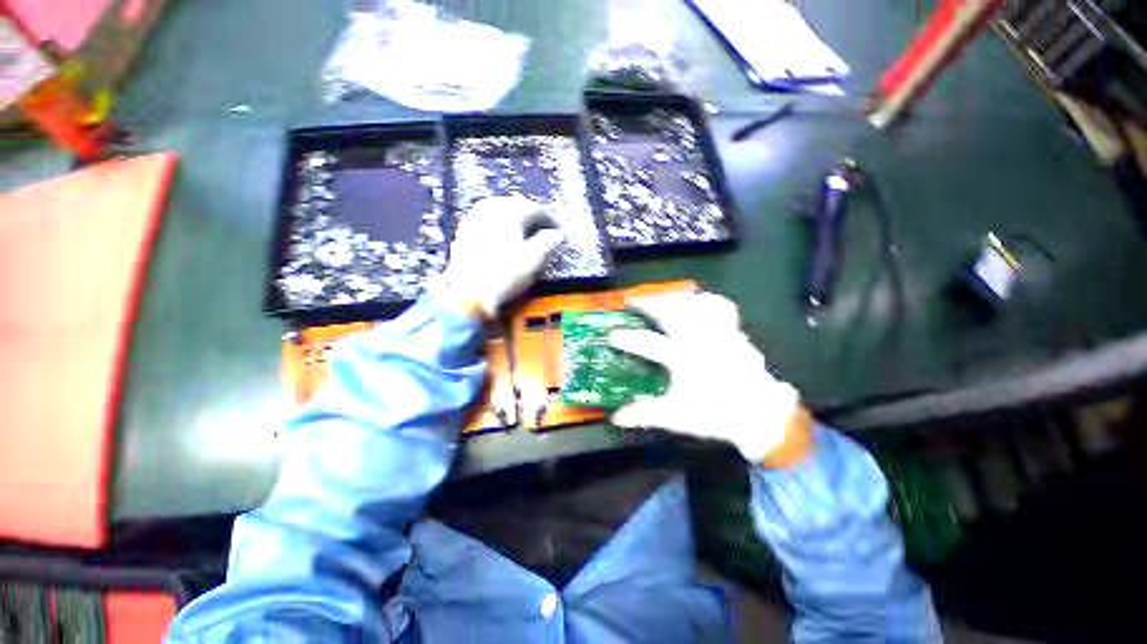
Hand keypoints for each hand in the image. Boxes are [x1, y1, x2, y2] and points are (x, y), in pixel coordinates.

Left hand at [433, 196, 563, 318]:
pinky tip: (501, 236)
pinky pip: (485, 219)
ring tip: (523, 232)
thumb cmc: (506, 275)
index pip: (535, 209)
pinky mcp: (463, 231)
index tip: (558, 232)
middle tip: (542, 229)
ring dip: (513, 217)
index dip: (550, 220)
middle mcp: (490, 209)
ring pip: (498, 210)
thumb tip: (558, 234)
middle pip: (515, 205)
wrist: (469, 294)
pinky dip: (498, 224)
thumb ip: (549, 242)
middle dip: (531, 215)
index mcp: (509, 212)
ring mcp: (473, 219)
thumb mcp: (534, 260)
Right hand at [609, 292, 810, 465]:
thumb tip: (617, 417)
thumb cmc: (715, 414)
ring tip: (660, 297)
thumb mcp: (676, 416)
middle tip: (634, 301)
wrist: (760, 413)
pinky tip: (696, 301)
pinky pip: (719, 305)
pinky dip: (705, 300)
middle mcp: (699, 338)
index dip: (627, 338)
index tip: (612, 335)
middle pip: (669, 312)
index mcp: (683, 358)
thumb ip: (645, 414)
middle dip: (648, 304)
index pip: (648, 343)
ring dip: (673, 298)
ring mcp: (718, 331)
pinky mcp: (734, 330)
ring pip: (693, 303)